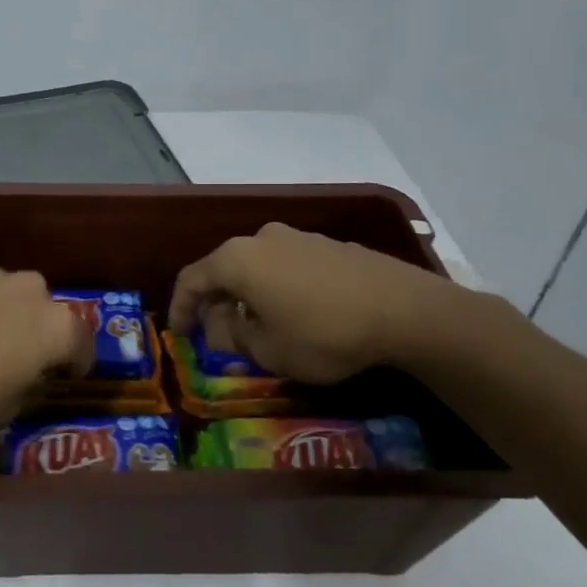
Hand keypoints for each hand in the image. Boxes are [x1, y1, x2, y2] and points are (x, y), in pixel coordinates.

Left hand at [0, 257, 92, 429]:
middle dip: (35, 331)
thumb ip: (22, 392)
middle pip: (44, 311)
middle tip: (15, 356)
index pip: (82, 344)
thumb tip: (20, 382)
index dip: (77, 362)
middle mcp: (31, 290)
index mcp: (55, 327)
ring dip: (0, 310)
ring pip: (7, 292)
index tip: (66, 375)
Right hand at [169, 222, 454, 382]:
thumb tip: (223, 325)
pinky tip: (296, 314)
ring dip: (249, 296)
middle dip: (216, 303)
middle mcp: (261, 238)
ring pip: (257, 267)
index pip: (191, 279)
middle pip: (224, 270)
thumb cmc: (323, 333)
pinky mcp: (330, 245)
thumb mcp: (268, 350)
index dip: (180, 308)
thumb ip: (234, 336)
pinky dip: (278, 288)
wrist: (405, 310)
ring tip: (259, 327)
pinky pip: (288, 266)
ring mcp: (299, 237)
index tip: (180, 334)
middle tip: (219, 335)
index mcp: (237, 259)